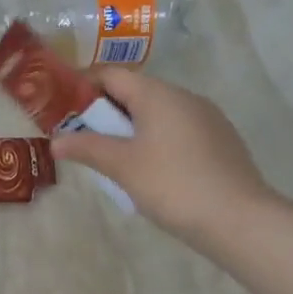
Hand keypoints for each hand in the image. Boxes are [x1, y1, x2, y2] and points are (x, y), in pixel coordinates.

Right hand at [50, 67, 278, 256]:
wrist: (238, 218)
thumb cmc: (172, 184)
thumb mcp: (122, 166)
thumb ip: (87, 148)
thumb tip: (55, 141)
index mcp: (158, 94)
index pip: (112, 75)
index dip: (83, 86)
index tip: (62, 109)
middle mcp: (184, 97)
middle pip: (136, 92)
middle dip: (105, 112)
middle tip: (82, 138)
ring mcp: (207, 118)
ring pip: (158, 113)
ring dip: (131, 128)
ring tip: (113, 158)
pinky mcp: (220, 140)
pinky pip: (177, 130)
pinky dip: (155, 140)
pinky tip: (150, 170)